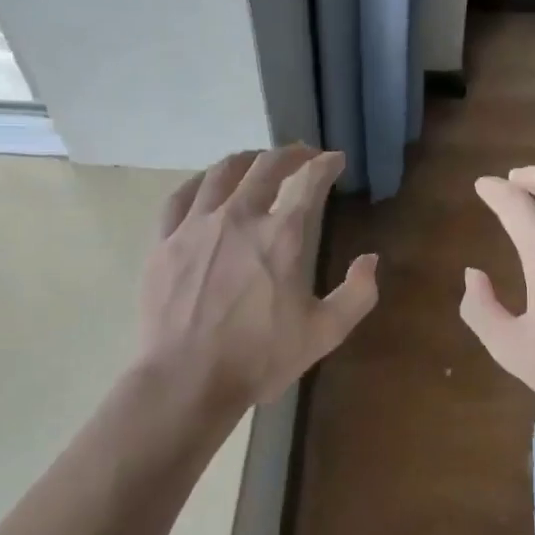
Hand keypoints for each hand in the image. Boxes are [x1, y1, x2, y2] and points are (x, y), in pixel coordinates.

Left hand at [139, 146, 377, 416]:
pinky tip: (207, 184)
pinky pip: (181, 196)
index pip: (309, 181)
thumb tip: (370, 260)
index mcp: (282, 236)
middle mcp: (239, 216)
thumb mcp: (324, 334)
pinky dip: (201, 182)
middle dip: (290, 154)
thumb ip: (357, 294)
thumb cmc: (259, 359)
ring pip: (222, 173)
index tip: (334, 160)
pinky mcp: (165, 241)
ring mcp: (197, 225)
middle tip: (302, 155)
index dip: (326, 164)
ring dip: (247, 160)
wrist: (186, 380)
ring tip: (257, 161)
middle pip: (266, 166)